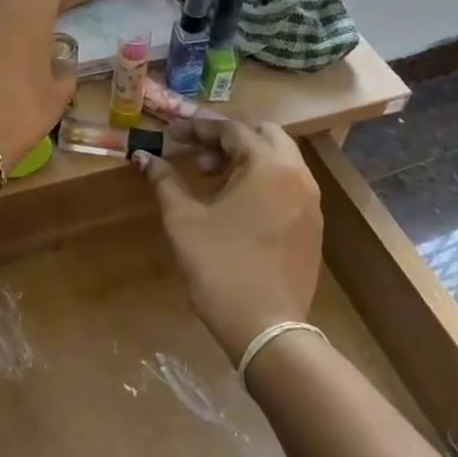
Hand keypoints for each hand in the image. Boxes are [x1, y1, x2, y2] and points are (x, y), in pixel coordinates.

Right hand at [133, 120, 323, 361]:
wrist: (266, 328)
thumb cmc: (220, 267)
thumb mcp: (184, 221)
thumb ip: (165, 181)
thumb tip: (144, 158)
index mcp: (268, 166)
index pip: (232, 130)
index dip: (198, 129)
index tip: (171, 135)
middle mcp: (297, 175)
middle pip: (265, 135)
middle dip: (229, 139)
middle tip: (199, 158)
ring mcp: (311, 201)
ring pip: (281, 159)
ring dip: (247, 159)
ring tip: (214, 182)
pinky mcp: (313, 225)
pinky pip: (289, 184)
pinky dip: (263, 180)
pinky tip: (238, 207)